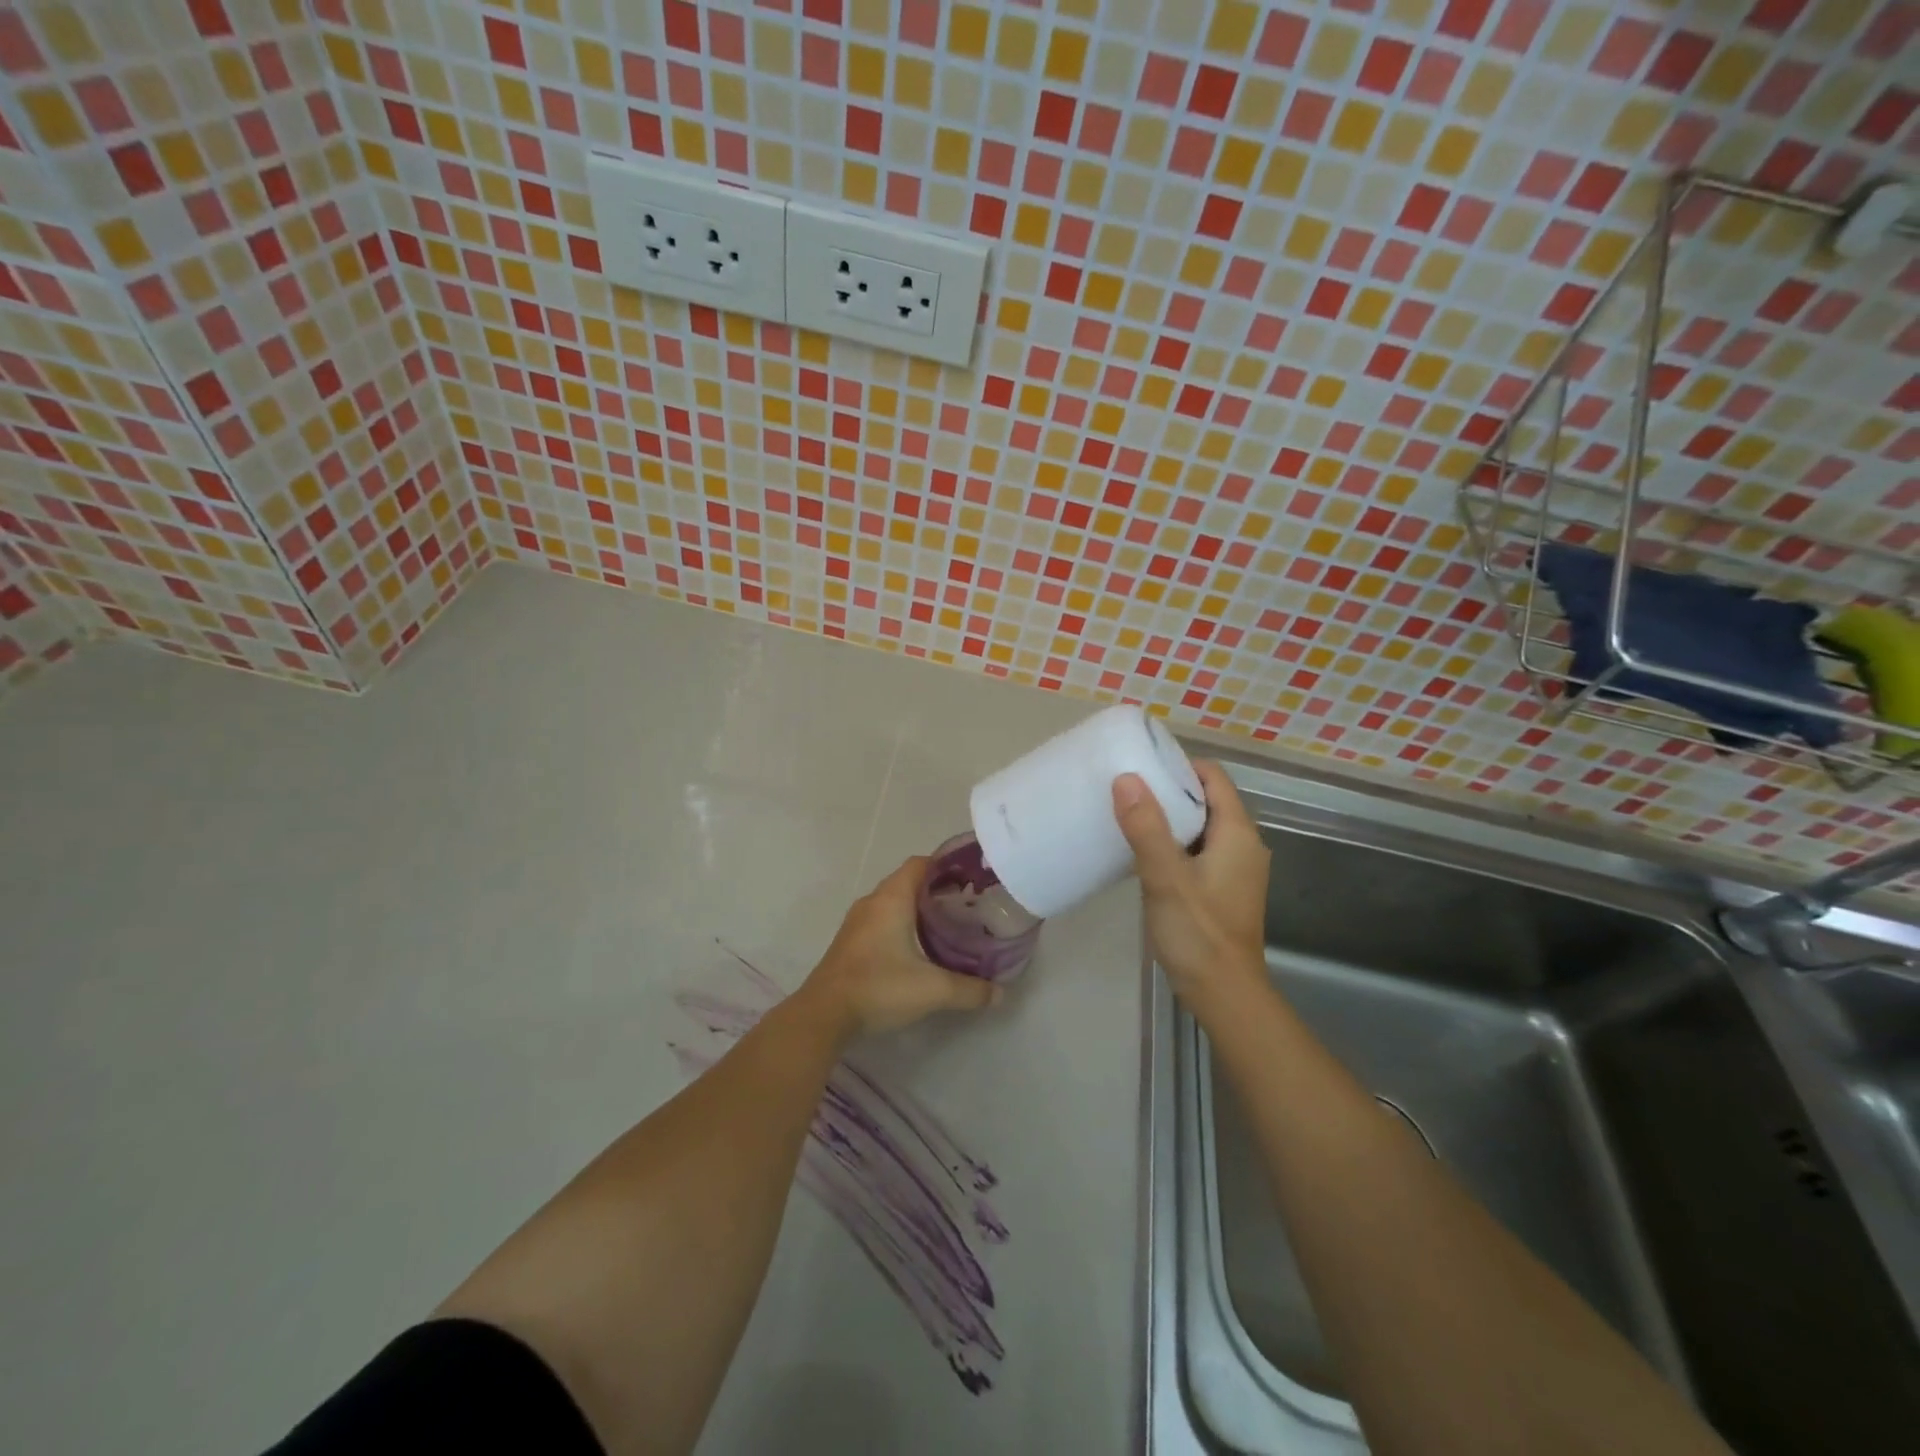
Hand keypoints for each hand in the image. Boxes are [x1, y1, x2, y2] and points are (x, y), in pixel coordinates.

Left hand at [801, 856, 999, 1038]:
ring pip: (893, 901)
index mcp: (892, 898)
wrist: (824, 1014)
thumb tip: (1000, 994)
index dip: (946, 865)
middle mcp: (873, 902)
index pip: (920, 863)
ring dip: (917, 907)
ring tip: (946, 924)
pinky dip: (901, 923)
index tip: (971, 877)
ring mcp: (857, 922)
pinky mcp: (850, 941)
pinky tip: (917, 947)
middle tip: (966, 904)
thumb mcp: (932, 990)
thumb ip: (970, 990)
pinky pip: (881, 919)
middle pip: (908, 881)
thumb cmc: (879, 987)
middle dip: (937, 888)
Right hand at [1113, 760, 1270, 1004]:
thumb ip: (1146, 828)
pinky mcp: (1223, 889)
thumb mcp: (1166, 877)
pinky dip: (1173, 844)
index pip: (1213, 778)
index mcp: (1237, 834)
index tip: (1142, 765)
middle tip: (1126, 788)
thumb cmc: (1199, 933)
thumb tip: (1126, 778)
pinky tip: (1143, 853)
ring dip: (1169, 819)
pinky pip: (1197, 851)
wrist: (1224, 994)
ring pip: (1200, 827)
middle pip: (1207, 800)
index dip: (1180, 766)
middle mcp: (1243, 845)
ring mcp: (1235, 869)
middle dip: (1169, 791)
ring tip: (1128, 814)